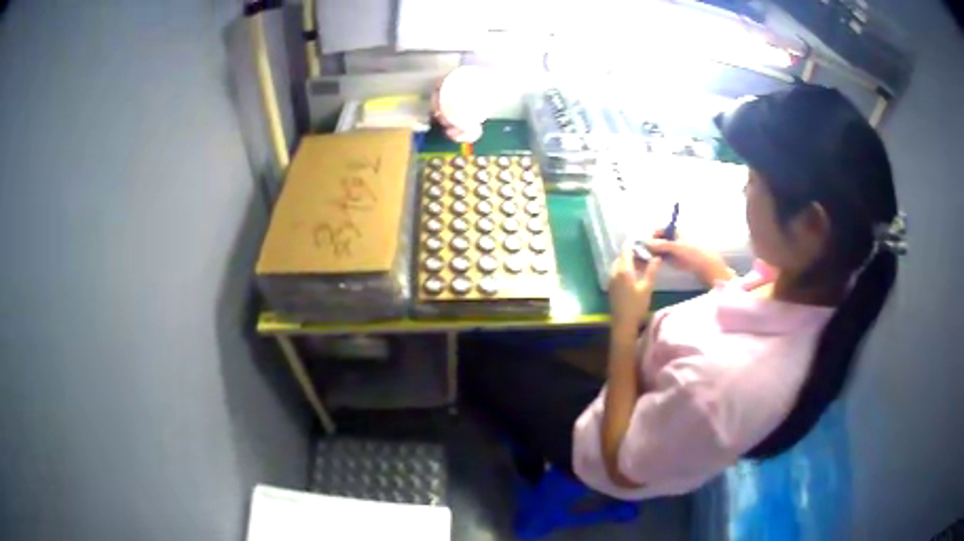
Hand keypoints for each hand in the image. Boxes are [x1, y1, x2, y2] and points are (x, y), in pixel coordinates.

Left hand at [608, 242, 661, 331]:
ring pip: (619, 264)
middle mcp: (614, 272)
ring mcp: (611, 279)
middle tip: (646, 254)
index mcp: (623, 270)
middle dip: (633, 253)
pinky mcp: (611, 286)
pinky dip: (626, 268)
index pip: (626, 249)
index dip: (633, 242)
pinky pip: (617, 271)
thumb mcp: (647, 287)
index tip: (642, 238)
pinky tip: (635, 274)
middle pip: (622, 256)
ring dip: (629, 261)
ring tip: (643, 264)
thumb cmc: (636, 305)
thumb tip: (657, 257)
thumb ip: (652, 270)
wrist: (623, 323)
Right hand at [644, 230, 734, 286]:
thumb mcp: (676, 247)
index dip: (651, 236)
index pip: (659, 230)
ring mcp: (675, 249)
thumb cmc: (694, 253)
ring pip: (660, 249)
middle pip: (658, 239)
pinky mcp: (676, 259)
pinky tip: (655, 263)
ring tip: (649, 260)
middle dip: (651, 245)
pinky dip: (659, 259)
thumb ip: (661, 244)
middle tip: (645, 255)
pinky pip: (664, 257)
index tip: (645, 245)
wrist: (707, 267)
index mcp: (676, 230)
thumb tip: (645, 242)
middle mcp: (674, 238)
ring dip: (654, 253)